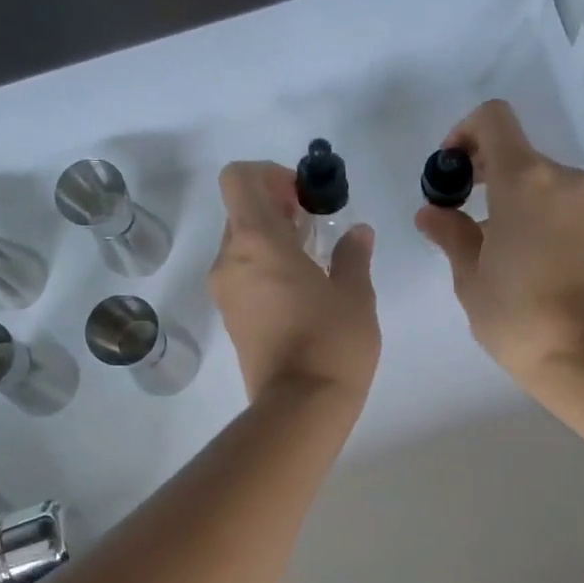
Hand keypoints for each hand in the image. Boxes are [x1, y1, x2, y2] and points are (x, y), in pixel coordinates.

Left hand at [209, 161, 379, 403]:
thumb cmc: (332, 342)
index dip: (270, 175)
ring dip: (272, 240)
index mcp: (257, 241)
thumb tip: (357, 233)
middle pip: (240, 211)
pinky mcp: (231, 320)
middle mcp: (230, 261)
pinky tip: (301, 290)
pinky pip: (242, 276)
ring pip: (241, 246)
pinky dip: (265, 269)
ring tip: (313, 260)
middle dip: (275, 208)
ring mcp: (226, 293)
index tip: (304, 198)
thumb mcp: (355, 294)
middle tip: (315, 227)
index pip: (239, 178)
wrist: (300, 408)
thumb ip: (353, 255)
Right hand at [416, 99, 583, 389]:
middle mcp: (562, 178)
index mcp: (524, 180)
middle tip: (455, 211)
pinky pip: (554, 200)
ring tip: (483, 241)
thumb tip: (432, 212)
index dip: (462, 134)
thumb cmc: (518, 317)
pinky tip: (513, 252)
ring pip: (535, 177)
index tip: (448, 174)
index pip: (493, 119)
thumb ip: (451, 233)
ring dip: (504, 193)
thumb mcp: (471, 277)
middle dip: (479, 170)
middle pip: (514, 149)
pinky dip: (529, 209)